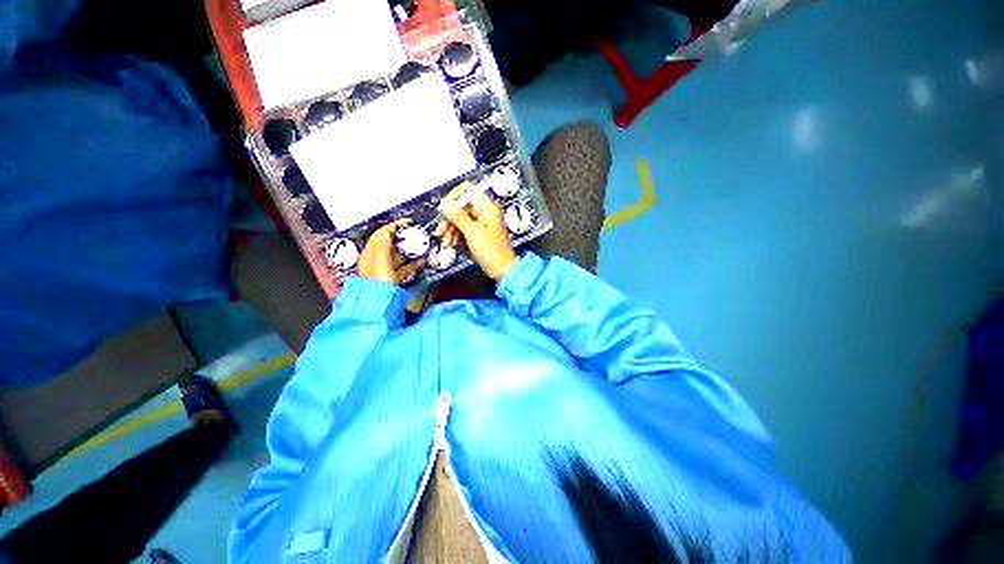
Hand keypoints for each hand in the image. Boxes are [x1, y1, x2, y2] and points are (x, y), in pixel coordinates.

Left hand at [357, 221, 424, 284]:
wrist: (379, 303)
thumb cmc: (378, 282)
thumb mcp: (380, 259)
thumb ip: (383, 243)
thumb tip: (387, 231)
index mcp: (371, 253)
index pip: (382, 234)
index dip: (394, 226)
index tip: (407, 222)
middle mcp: (376, 260)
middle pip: (391, 244)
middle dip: (404, 238)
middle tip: (416, 236)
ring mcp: (384, 270)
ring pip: (398, 256)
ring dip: (410, 251)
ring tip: (421, 248)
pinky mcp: (392, 279)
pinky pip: (403, 268)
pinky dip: (412, 264)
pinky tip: (420, 262)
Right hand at [440, 183, 517, 279]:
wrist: (503, 271)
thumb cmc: (491, 252)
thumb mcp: (473, 233)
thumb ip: (458, 217)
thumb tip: (445, 203)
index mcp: (487, 207)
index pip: (468, 190)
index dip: (454, 197)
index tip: (444, 209)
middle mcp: (485, 212)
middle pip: (462, 207)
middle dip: (450, 219)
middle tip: (440, 231)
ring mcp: (482, 223)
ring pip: (462, 219)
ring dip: (451, 229)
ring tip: (446, 242)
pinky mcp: (480, 234)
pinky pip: (465, 229)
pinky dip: (457, 235)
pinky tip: (451, 244)